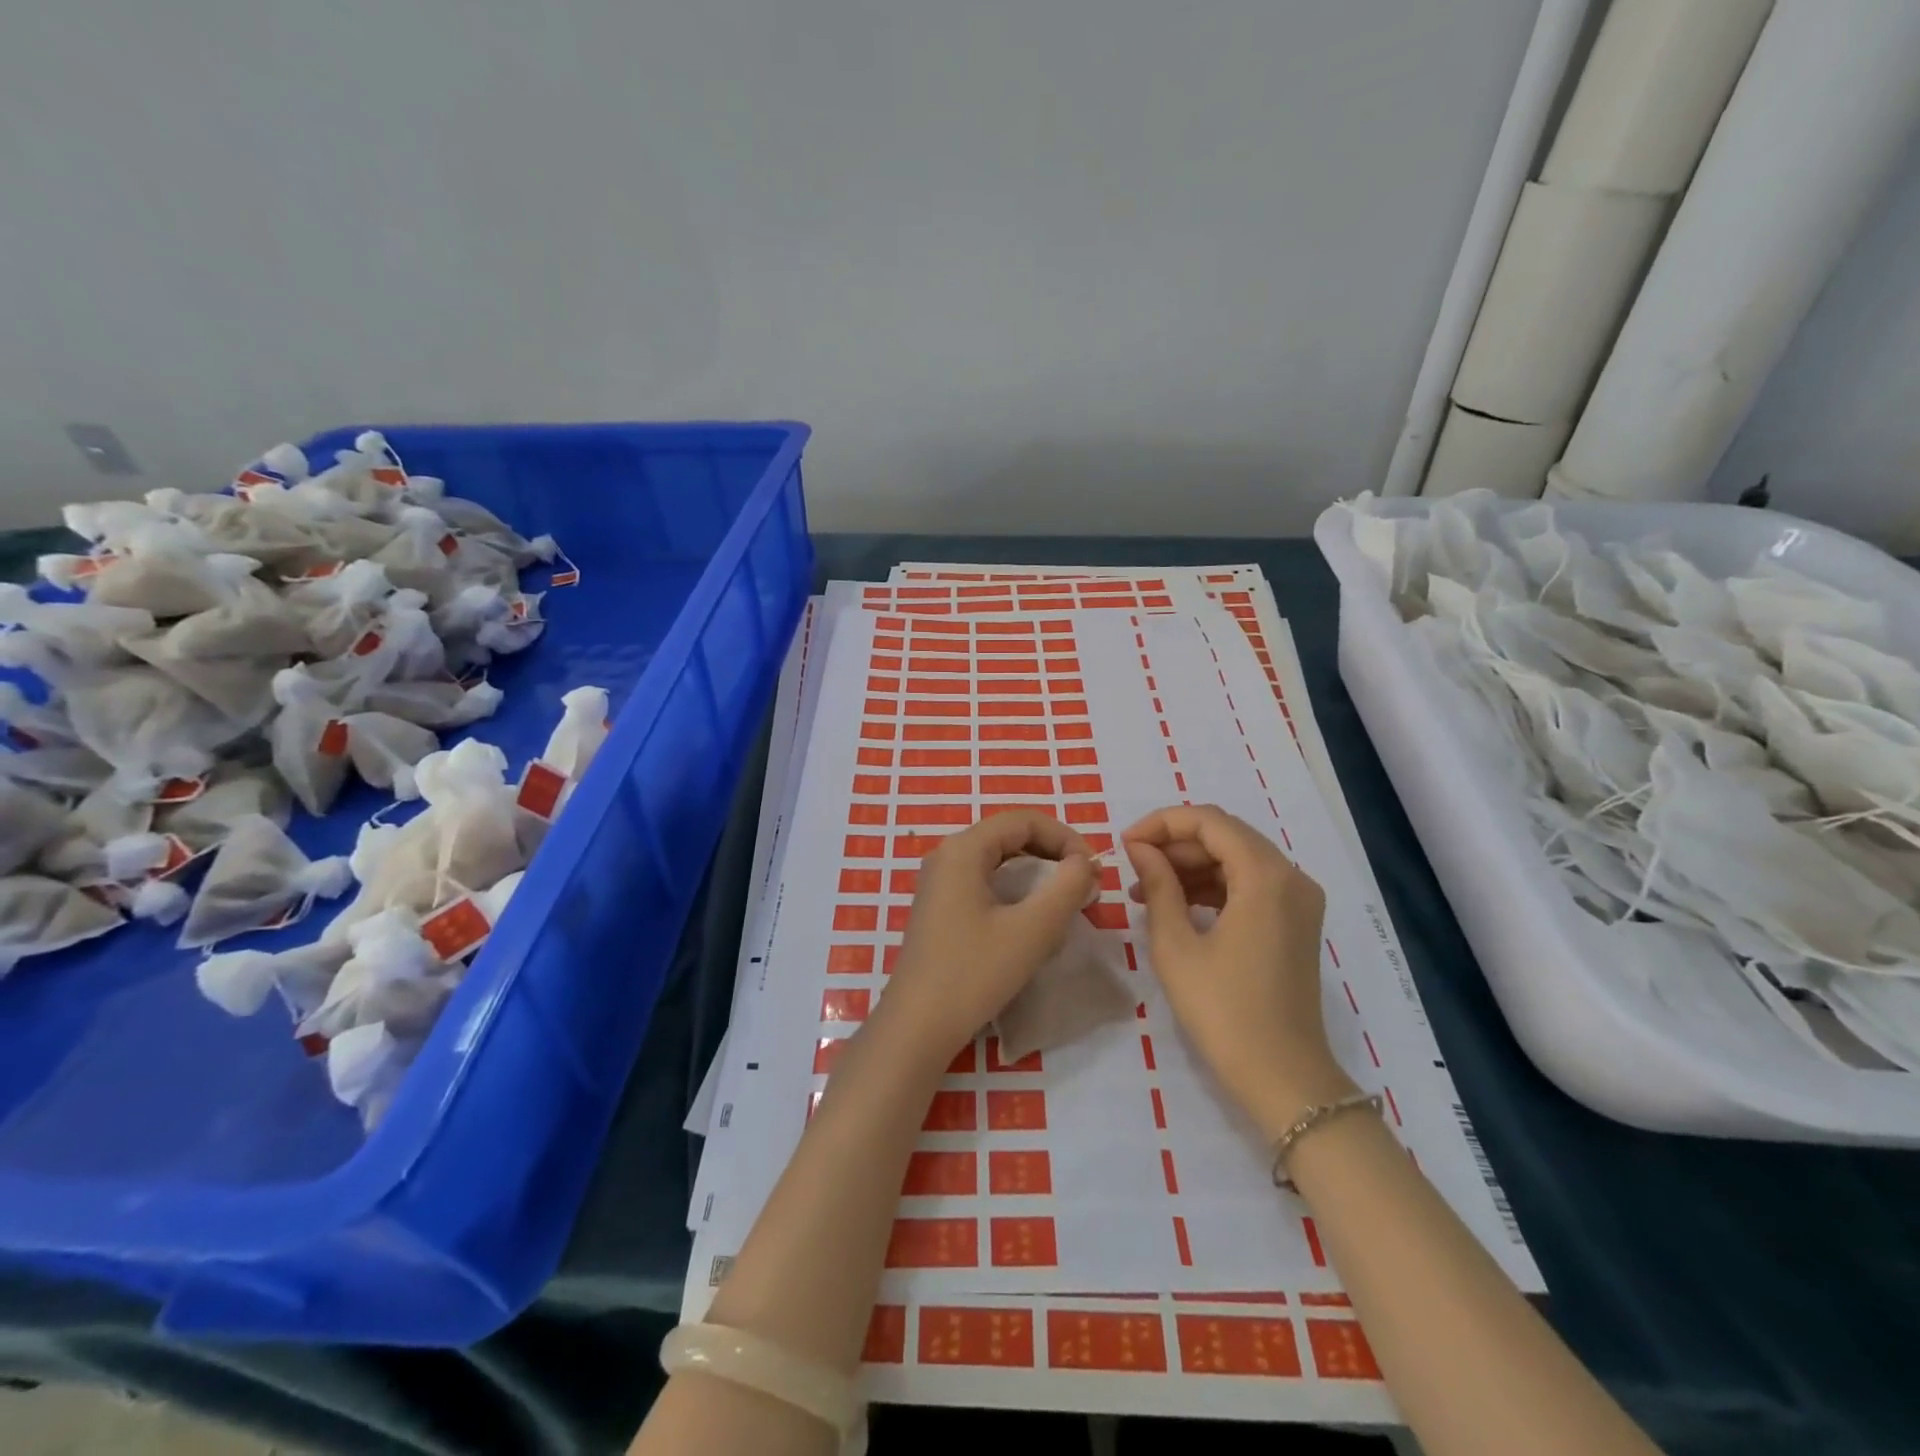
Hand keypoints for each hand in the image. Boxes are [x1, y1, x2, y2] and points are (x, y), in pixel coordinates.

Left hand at [879, 810, 1095, 1066]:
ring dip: (1038, 874)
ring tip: (1067, 902)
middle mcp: (947, 855)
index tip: (1094, 871)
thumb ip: (1067, 888)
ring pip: (999, 861)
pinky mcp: (940, 908)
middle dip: (1054, 854)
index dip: (1066, 837)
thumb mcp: (1032, 930)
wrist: (917, 1026)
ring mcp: (939, 882)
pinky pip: (986, 883)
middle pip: (1011, 836)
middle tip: (1086, 886)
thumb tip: (1085, 864)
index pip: (1024, 820)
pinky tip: (1034, 921)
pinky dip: (1017, 891)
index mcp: (964, 849)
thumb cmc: (973, 973)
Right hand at [1123, 805, 1354, 1134]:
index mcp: (1266, 876)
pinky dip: (1212, 885)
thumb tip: (1140, 849)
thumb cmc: (1223, 1011)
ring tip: (1145, 889)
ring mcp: (1298, 900)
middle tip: (1132, 865)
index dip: (1161, 823)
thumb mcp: (1176, 945)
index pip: (1209, 821)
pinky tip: (1177, 904)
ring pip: (1237, 857)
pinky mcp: (1295, 921)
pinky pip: (1250, 883)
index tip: (1125, 844)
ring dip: (1191, 865)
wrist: (1283, 1078)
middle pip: (1225, 835)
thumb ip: (1157, 885)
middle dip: (1174, 843)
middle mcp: (1291, 876)